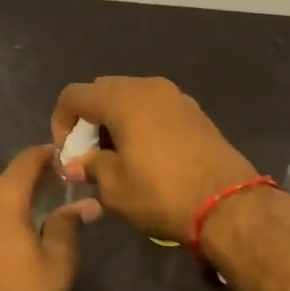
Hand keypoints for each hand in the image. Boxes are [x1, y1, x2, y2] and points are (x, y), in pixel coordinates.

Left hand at [0, 146, 100, 290]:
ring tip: (43, 216)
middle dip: (36, 182)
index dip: (49, 155)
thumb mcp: (57, 264)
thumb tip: (85, 204)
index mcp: (0, 197)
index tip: (68, 160)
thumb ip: (68, 224)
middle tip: (62, 192)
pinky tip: (17, 234)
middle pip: (10, 178)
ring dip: (17, 201)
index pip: (28, 159)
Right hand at [51, 77, 258, 242]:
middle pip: (103, 90)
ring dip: (116, 119)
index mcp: (122, 99)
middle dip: (89, 118)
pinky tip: (147, 153)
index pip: (74, 95)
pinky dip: (141, 121)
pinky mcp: (194, 110)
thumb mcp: (115, 188)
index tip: (68, 152)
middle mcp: (147, 86)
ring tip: (118, 155)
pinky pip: (155, 106)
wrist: (228, 204)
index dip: (61, 121)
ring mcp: (174, 95)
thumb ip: (91, 167)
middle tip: (91, 153)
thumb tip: (77, 163)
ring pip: (131, 96)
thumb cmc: (162, 193)